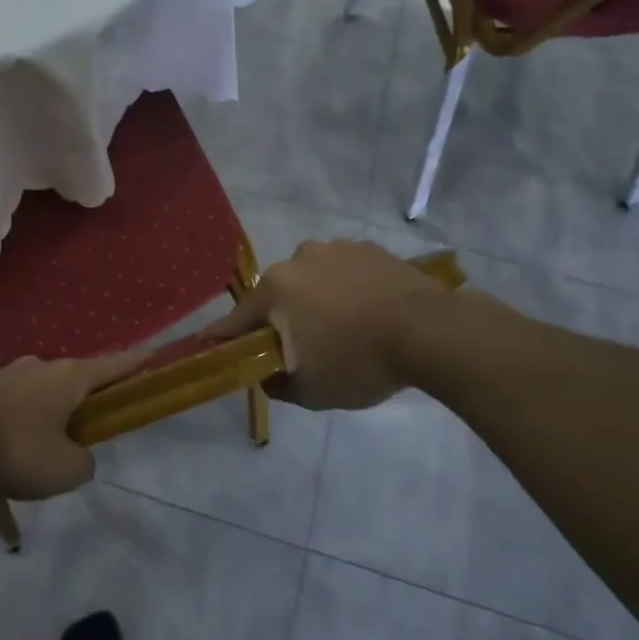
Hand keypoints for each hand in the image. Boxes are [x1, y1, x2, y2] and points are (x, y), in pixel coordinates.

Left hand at [0, 350, 148, 499]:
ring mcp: (8, 374)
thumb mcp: (64, 470)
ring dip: (50, 410)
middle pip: (75, 378)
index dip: (136, 363)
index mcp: (70, 377)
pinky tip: (12, 445)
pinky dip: (22, 420)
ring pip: (42, 390)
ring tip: (45, 444)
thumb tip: (76, 454)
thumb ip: (83, 462)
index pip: (114, 365)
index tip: (153, 354)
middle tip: (90, 424)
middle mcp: (41, 366)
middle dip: (86, 397)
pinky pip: (15, 403)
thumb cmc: (16, 448)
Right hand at [204, 240, 478, 410]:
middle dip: (283, 319)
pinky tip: (368, 311)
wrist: (430, 332)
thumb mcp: (310, 391)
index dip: (223, 336)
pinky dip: (347, 289)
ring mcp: (337, 248)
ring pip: (313, 280)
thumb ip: (276, 383)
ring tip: (344, 328)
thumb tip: (265, 374)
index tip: (208, 345)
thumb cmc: (359, 361)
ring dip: (317, 300)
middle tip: (303, 347)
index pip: (237, 319)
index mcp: (276, 289)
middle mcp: (298, 259)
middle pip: (278, 295)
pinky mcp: (370, 248)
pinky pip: (345, 272)